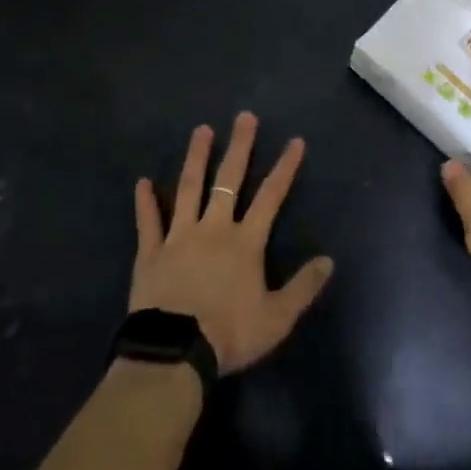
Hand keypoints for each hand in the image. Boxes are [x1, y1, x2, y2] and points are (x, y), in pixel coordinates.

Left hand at [131, 112, 334, 374]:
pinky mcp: (151, 253)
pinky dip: (145, 202)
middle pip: (228, 180)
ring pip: (188, 188)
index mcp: (245, 242)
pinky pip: (149, 222)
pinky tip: (142, 182)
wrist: (176, 353)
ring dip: (196, 158)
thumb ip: (303, 287)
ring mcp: (179, 237)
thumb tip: (329, 260)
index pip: (270, 197)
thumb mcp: (277, 318)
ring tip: (201, 130)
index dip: (284, 168)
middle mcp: (213, 228)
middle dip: (239, 147)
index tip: (295, 141)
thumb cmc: (229, 334)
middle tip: (244, 117)